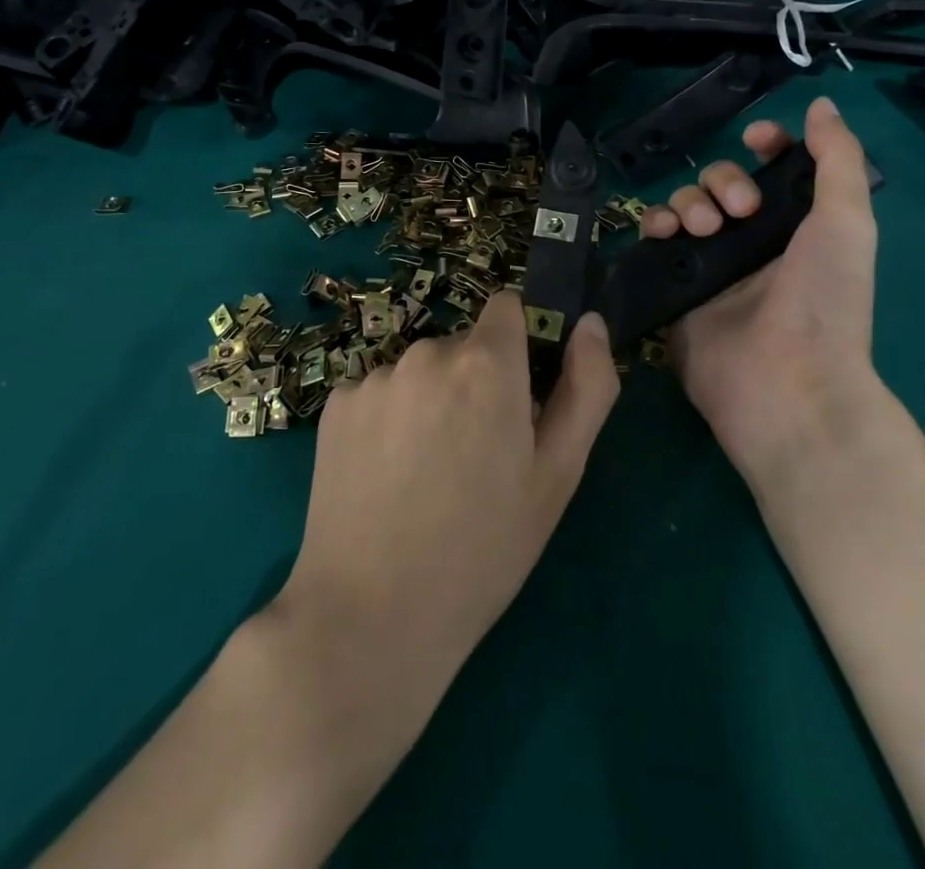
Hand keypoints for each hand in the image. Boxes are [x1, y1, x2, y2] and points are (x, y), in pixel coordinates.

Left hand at [274, 291, 620, 696]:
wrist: (371, 617)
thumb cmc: (484, 550)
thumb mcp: (558, 475)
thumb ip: (587, 387)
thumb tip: (589, 321)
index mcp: (487, 363)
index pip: (508, 308)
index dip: (519, 344)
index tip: (520, 395)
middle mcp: (427, 352)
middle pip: (464, 345)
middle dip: (476, 381)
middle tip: (477, 455)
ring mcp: (374, 377)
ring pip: (420, 372)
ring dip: (431, 400)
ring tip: (427, 474)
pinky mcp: (335, 405)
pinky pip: (378, 393)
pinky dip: (388, 420)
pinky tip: (385, 477)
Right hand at [639, 96, 879, 492]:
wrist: (784, 382)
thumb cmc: (824, 300)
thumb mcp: (847, 221)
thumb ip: (837, 159)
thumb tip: (821, 104)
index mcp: (796, 225)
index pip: (772, 170)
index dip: (763, 146)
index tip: (755, 139)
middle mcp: (751, 241)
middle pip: (721, 182)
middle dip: (723, 181)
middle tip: (737, 211)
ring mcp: (710, 265)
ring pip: (685, 205)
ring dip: (688, 201)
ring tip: (700, 228)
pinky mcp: (674, 287)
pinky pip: (656, 240)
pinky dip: (655, 224)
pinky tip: (664, 232)